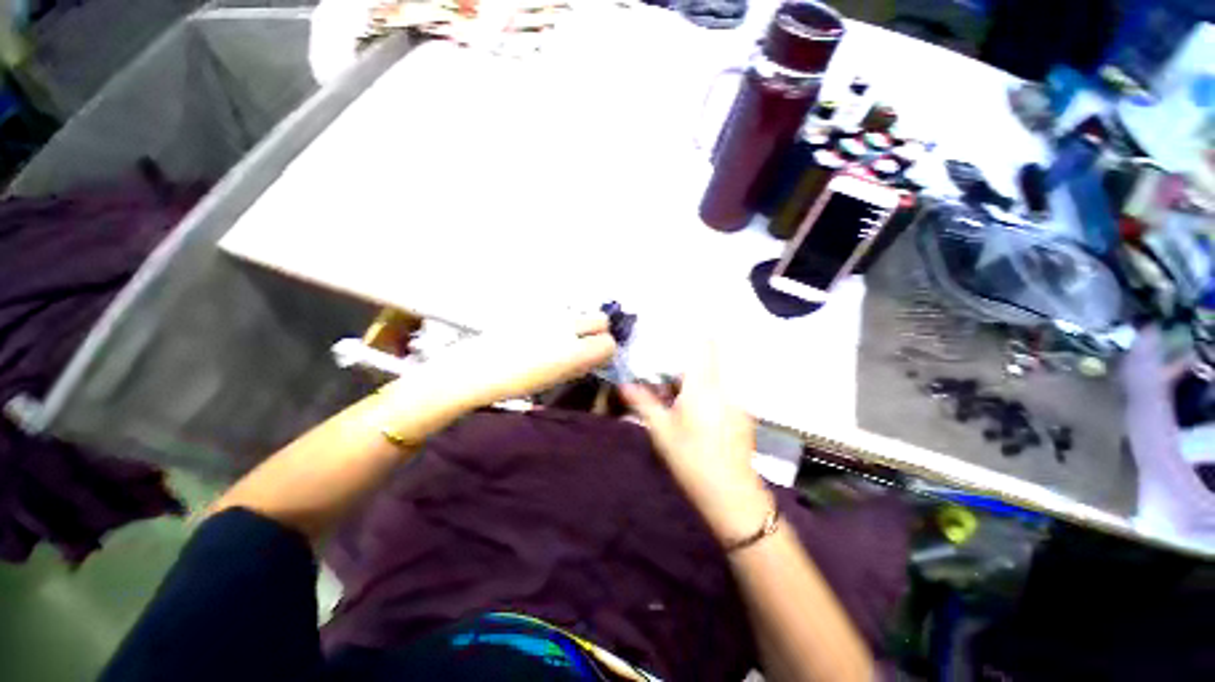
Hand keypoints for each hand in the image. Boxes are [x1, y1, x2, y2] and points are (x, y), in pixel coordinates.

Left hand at [426, 313, 616, 408]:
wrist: (476, 368)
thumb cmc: (516, 381)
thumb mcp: (556, 378)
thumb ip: (582, 363)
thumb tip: (597, 353)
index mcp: (575, 351)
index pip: (609, 342)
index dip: (605, 350)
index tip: (595, 358)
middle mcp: (568, 326)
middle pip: (601, 320)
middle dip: (597, 331)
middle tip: (581, 346)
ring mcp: (553, 314)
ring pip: (580, 315)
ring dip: (577, 326)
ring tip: (557, 342)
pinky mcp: (537, 309)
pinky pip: (559, 313)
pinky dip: (559, 322)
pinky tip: (541, 335)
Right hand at [622, 342, 771, 543]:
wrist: (730, 494)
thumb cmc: (691, 458)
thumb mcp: (661, 430)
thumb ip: (643, 402)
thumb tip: (624, 385)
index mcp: (703, 385)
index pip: (706, 345)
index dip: (697, 333)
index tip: (681, 329)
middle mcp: (725, 387)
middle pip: (710, 360)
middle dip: (689, 362)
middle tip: (669, 373)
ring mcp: (738, 401)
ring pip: (717, 377)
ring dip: (698, 379)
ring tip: (679, 395)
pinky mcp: (743, 414)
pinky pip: (724, 391)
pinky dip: (709, 392)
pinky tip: (696, 412)